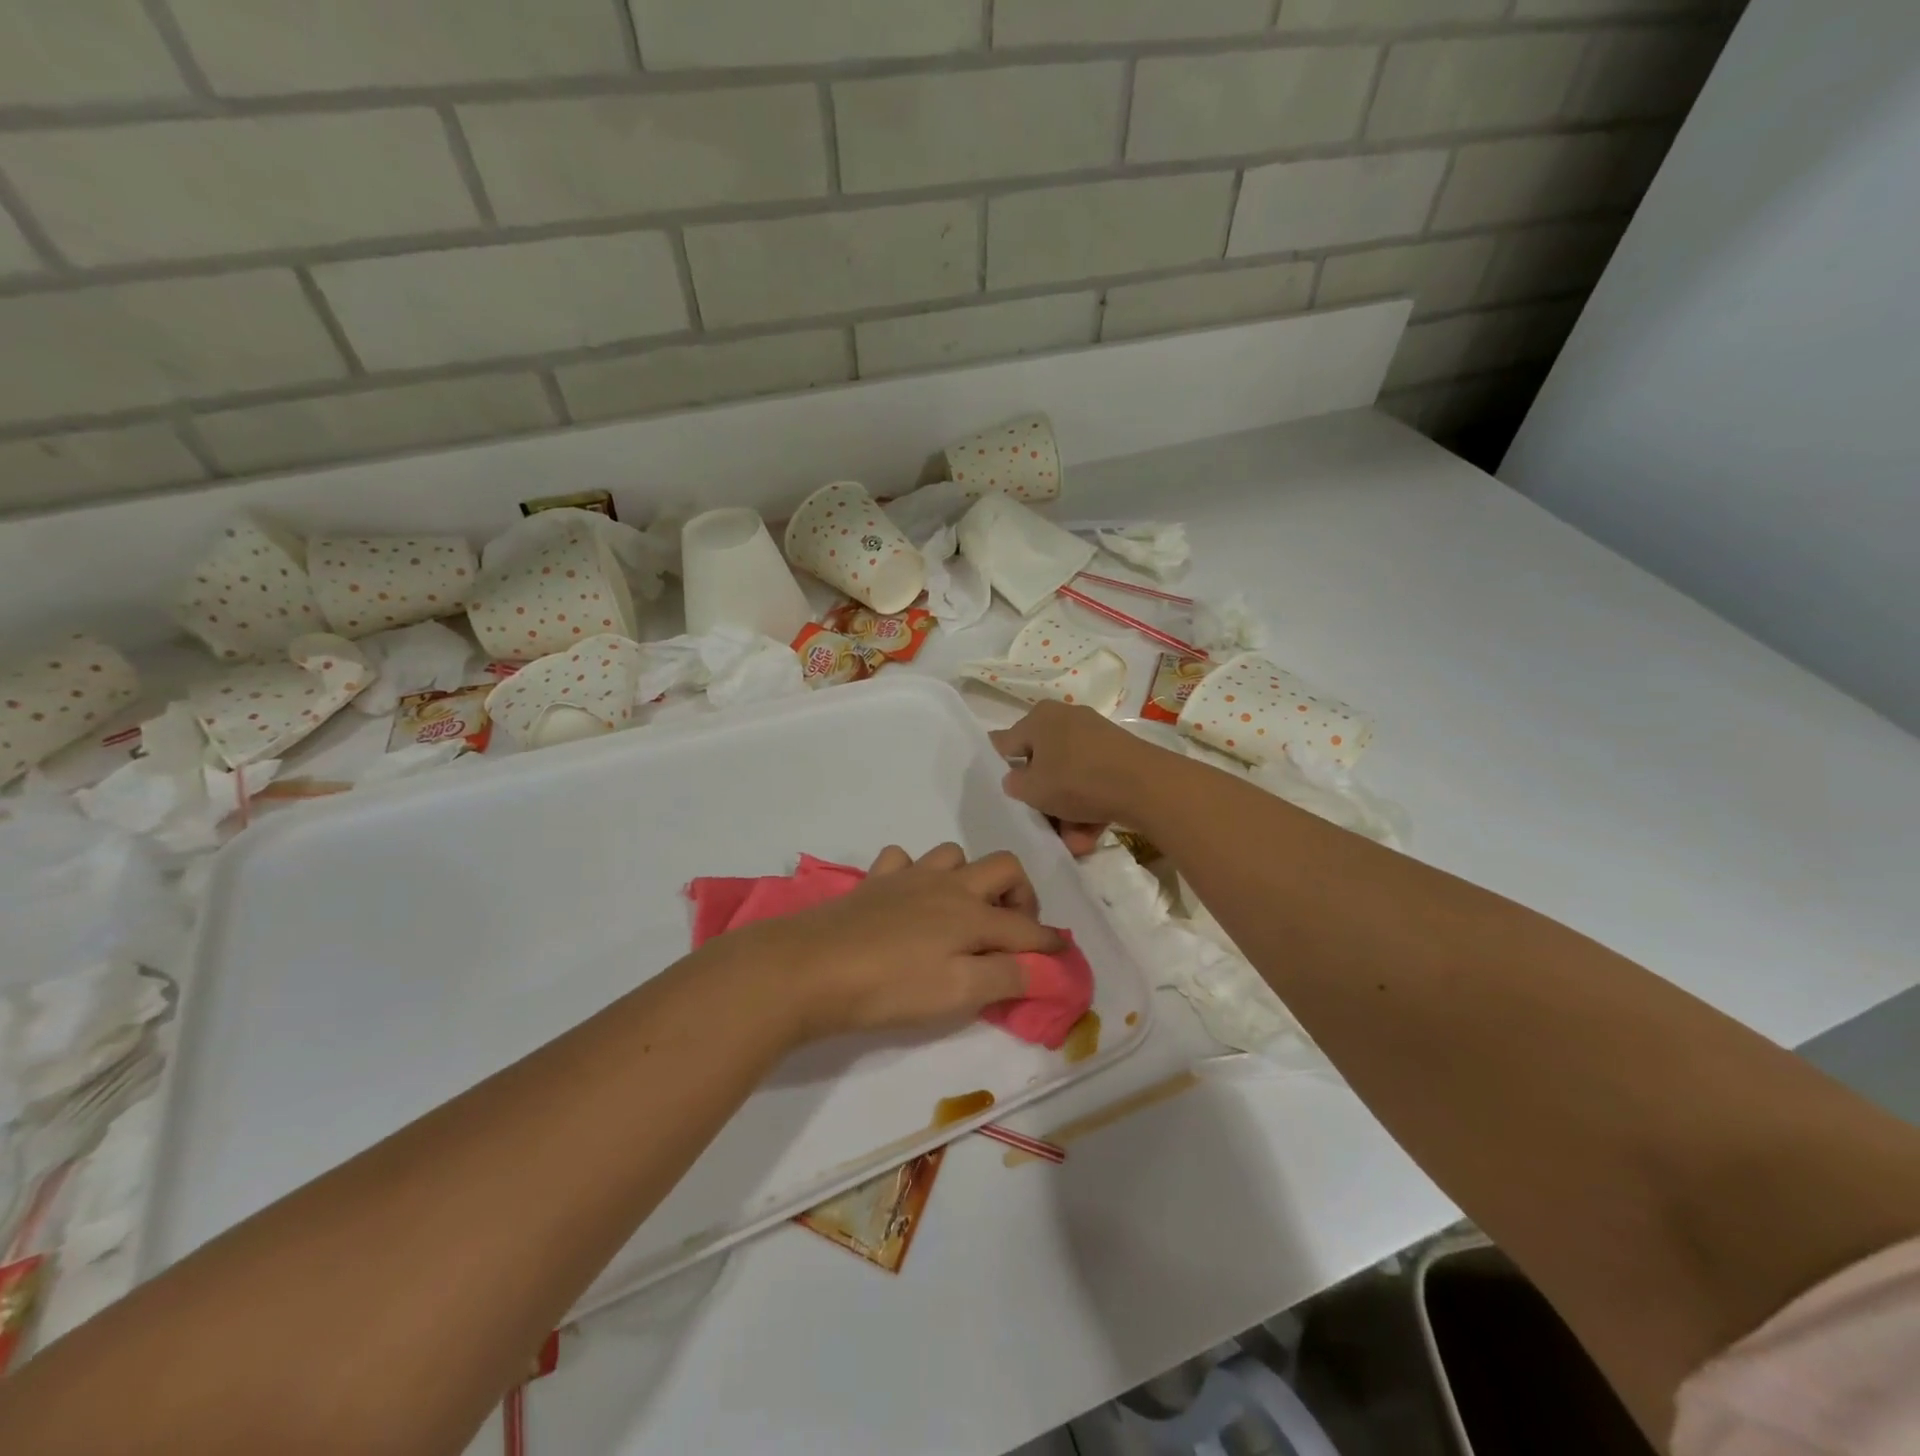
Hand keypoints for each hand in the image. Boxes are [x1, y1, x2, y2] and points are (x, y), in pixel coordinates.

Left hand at [736, 843, 1063, 1041]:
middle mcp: (948, 885)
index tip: (1063, 957)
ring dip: (969, 879)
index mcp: (972, 914)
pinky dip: (915, 874)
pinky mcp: (874, 881)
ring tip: (962, 914)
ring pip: (954, 855)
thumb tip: (1043, 967)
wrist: (810, 968)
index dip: (1049, 944)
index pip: (1026, 928)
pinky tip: (909, 899)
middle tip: (1013, 930)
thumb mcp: (957, 993)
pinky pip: (903, 861)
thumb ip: (1005, 977)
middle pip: (1003, 867)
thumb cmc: (890, 987)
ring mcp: (908, 877)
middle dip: (1021, 895)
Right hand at [990, 702, 1166, 853]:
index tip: (1000, 789)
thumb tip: (1016, 779)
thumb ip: (1014, 784)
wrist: (1146, 785)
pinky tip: (1090, 837)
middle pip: (1042, 765)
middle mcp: (1066, 720)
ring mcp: (1095, 737)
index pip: (1007, 742)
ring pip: (1070, 779)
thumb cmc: (1076, 780)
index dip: (999, 766)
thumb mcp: (1032, 789)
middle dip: (1043, 801)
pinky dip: (1089, 808)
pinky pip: (1093, 783)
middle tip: (1042, 825)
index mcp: (1039, 718)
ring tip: (1074, 843)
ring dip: (1067, 814)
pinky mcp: (1119, 756)